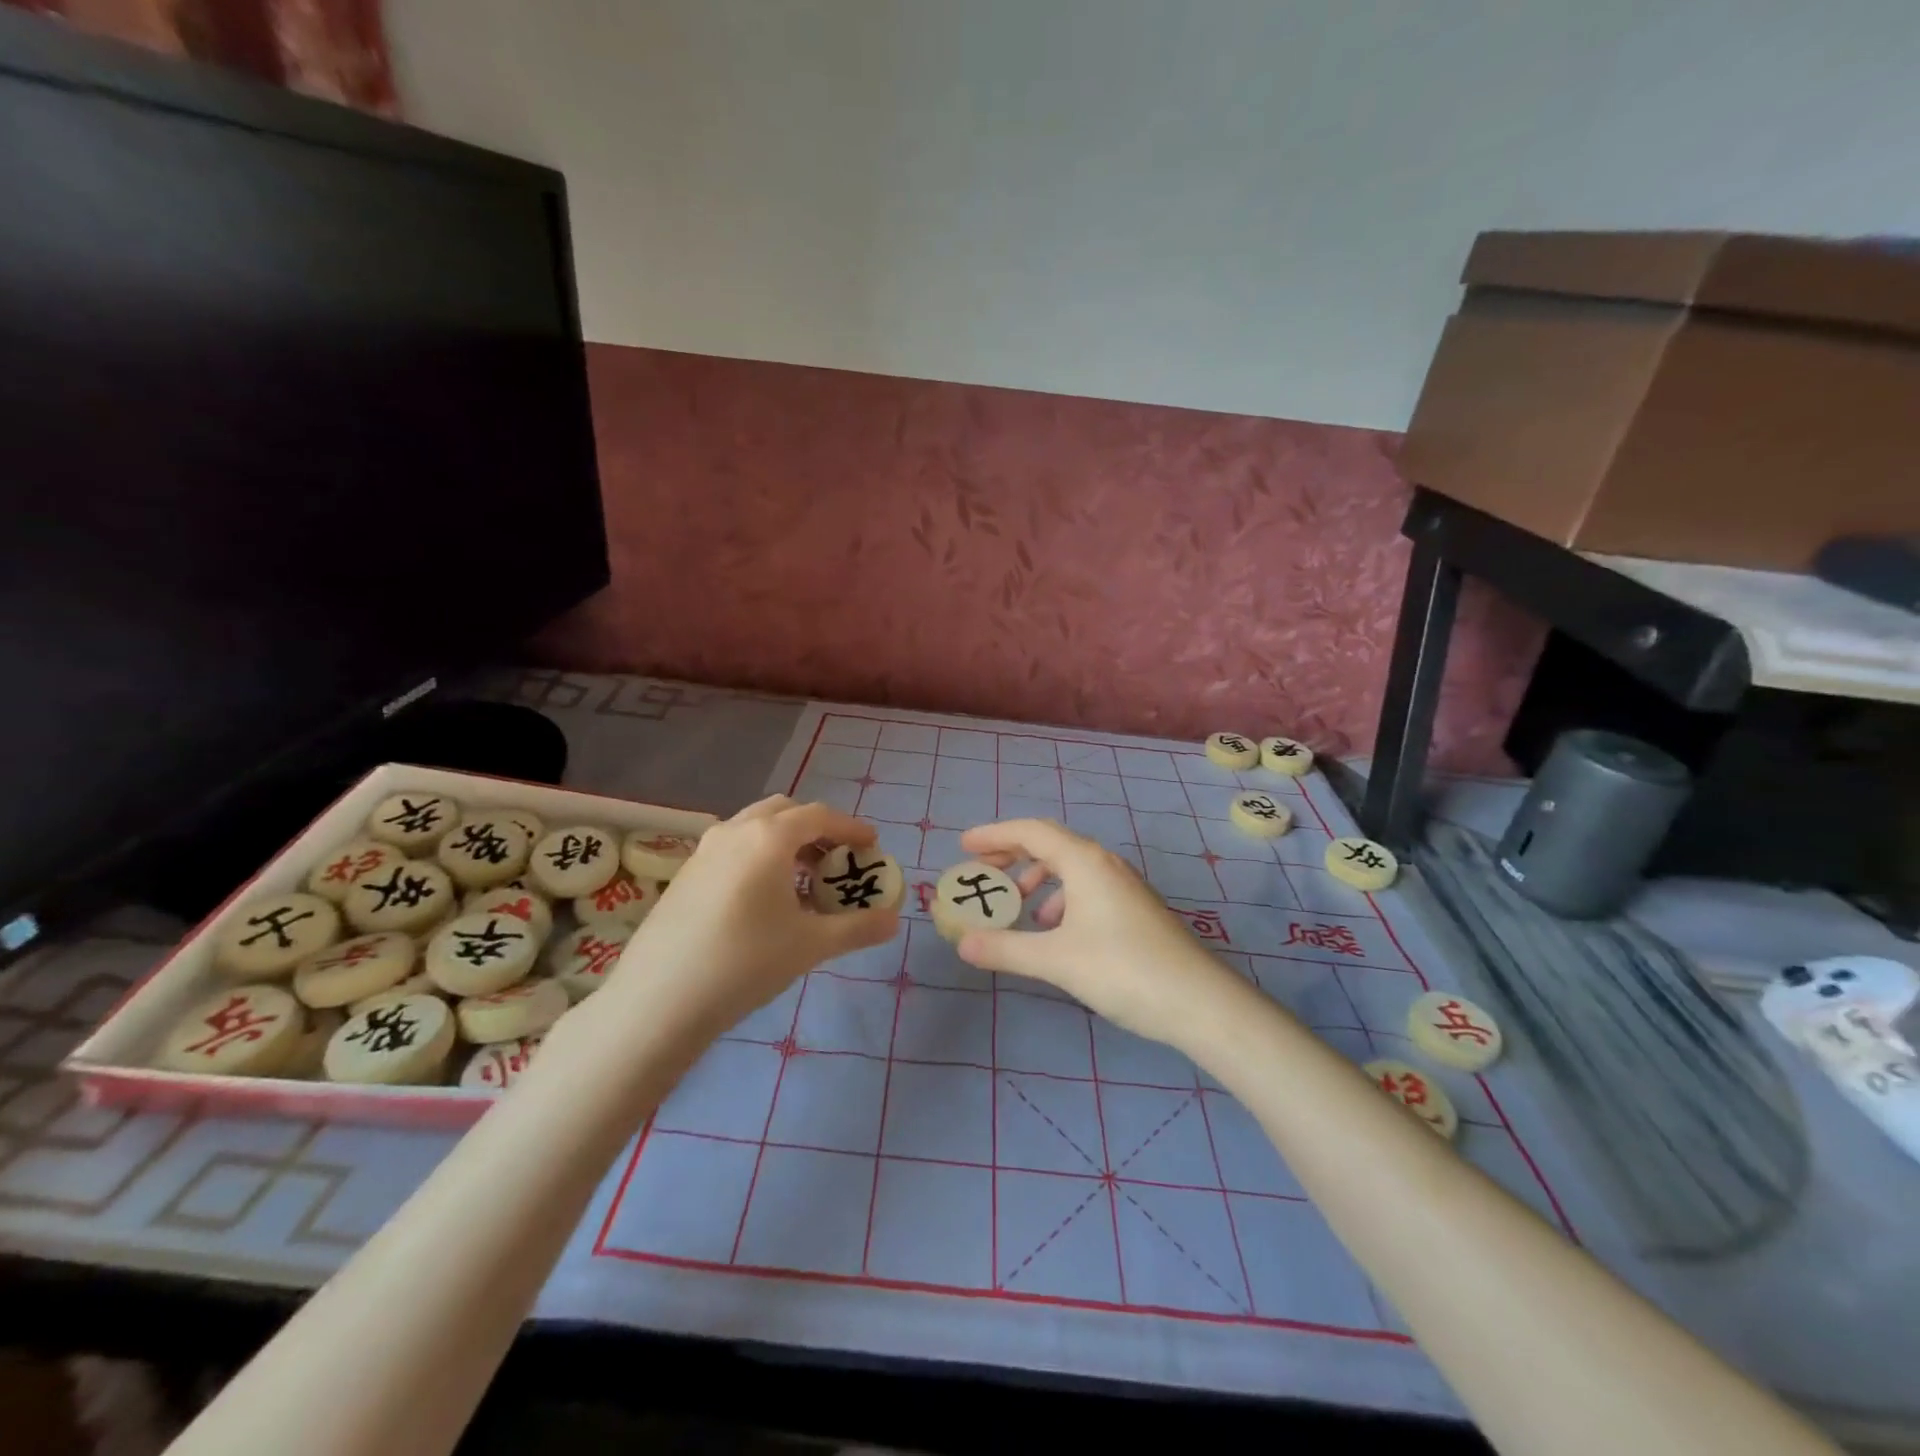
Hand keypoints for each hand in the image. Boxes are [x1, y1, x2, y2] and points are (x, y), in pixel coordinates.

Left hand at [616, 795, 899, 1034]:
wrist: (659, 1000)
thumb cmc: (745, 963)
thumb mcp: (810, 945)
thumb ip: (858, 928)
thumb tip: (895, 921)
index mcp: (769, 837)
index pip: (820, 816)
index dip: (851, 827)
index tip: (872, 846)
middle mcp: (735, 830)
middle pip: (785, 812)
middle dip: (817, 829)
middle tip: (837, 859)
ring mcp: (705, 850)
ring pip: (755, 828)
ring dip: (786, 842)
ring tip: (804, 881)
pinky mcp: (686, 873)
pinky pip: (734, 848)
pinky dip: (759, 856)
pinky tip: (765, 899)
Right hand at [954, 818, 1242, 1051]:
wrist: (1199, 1002)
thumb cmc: (1123, 970)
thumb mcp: (1056, 959)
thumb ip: (1006, 948)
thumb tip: (962, 943)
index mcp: (1085, 862)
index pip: (1031, 832)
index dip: (994, 834)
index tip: (964, 845)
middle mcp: (1105, 864)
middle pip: (1050, 845)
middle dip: (1012, 855)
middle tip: (982, 872)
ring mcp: (1124, 886)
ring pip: (1070, 868)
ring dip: (1037, 879)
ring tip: (1017, 906)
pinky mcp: (1134, 909)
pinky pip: (1086, 888)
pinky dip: (1061, 899)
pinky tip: (1054, 931)